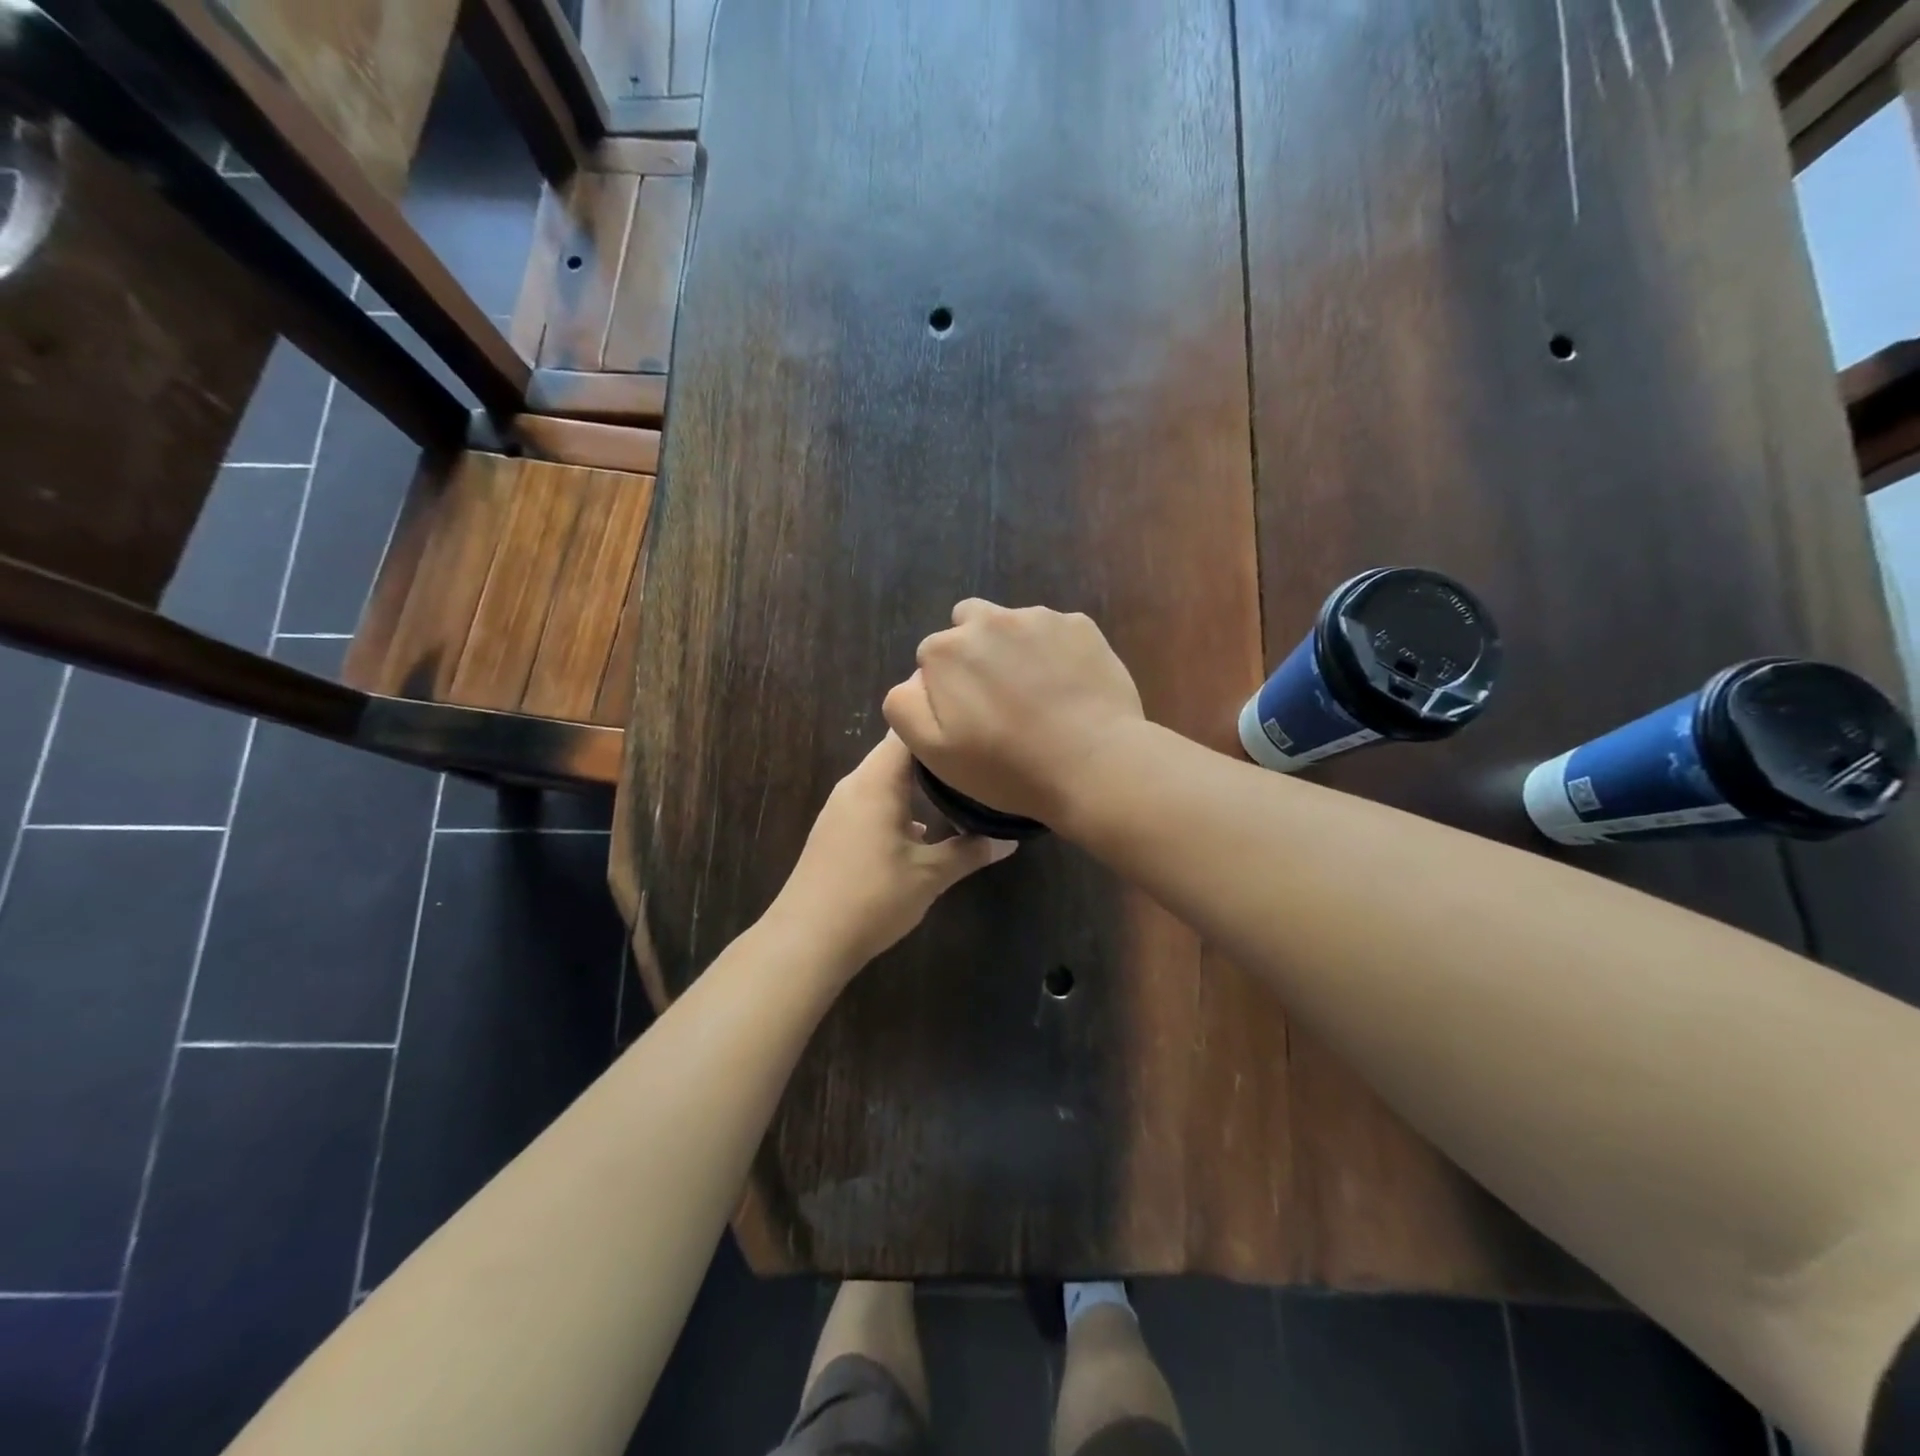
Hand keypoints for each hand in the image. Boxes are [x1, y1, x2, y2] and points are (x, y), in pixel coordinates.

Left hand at [768, 732, 1015, 972]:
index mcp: (876, 781)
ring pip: (885, 779)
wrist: (806, 940)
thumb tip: (1009, 840)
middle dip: (936, 757)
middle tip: (978, 761)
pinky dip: (900, 805)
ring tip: (960, 790)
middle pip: (897, 753)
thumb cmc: (872, 897)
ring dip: (918, 784)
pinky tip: (925, 829)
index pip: (909, 733)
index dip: (941, 724)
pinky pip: (873, 802)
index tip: (975, 730)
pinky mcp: (836, 831)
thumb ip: (970, 852)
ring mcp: (841, 808)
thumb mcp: (930, 875)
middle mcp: (855, 785)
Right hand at [882, 600, 1143, 824]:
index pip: (932, 657)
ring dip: (1016, 649)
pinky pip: (1056, 632)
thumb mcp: (933, 753)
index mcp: (946, 649)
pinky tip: (1069, 688)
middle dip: (976, 653)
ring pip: (1013, 625)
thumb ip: (904, 707)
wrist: (1093, 765)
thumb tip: (916, 679)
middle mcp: (988, 619)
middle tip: (999, 698)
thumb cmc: (1008, 766)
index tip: (969, 718)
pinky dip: (1056, 652)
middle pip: (969, 625)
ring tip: (1038, 695)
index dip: (947, 688)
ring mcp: (1039, 618)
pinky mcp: (1081, 625)